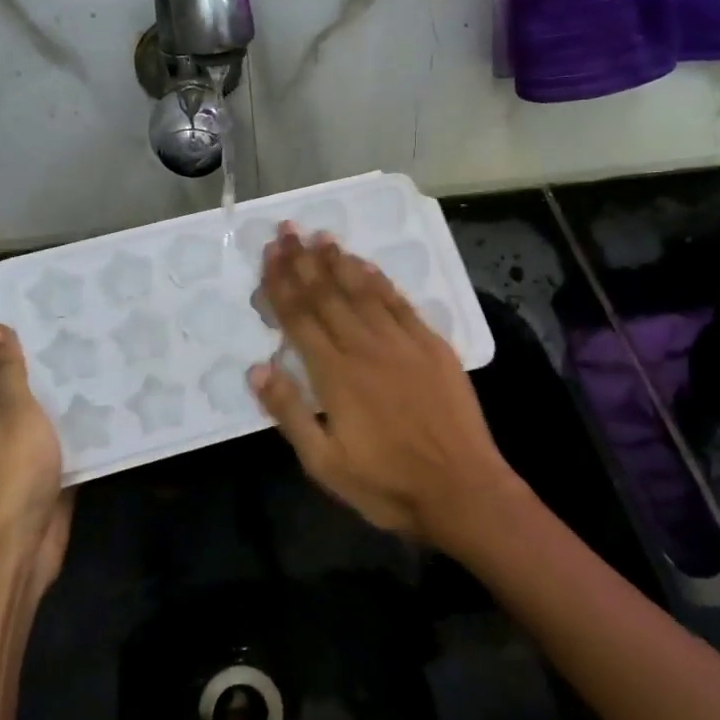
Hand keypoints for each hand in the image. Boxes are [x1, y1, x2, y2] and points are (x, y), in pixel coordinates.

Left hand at [0, 318, 72, 586]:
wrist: (21, 542)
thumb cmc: (13, 470)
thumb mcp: (12, 412)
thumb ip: (6, 372)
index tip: (30, 300)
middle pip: (8, 373)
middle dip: (34, 348)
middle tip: (74, 321)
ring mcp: (19, 443)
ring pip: (38, 401)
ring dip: (59, 380)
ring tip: (95, 349)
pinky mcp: (45, 464)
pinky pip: (59, 429)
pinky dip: (76, 413)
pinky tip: (105, 397)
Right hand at [249, 226, 512, 548]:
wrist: (462, 490)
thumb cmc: (386, 483)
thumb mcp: (324, 463)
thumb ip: (289, 413)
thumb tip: (256, 368)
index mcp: (334, 374)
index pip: (299, 317)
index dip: (281, 283)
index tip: (269, 253)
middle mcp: (365, 347)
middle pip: (327, 294)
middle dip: (303, 260)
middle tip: (288, 230)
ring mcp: (402, 342)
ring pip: (362, 291)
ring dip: (338, 261)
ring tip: (320, 235)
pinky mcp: (432, 345)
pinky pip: (399, 303)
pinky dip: (380, 280)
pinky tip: (366, 265)